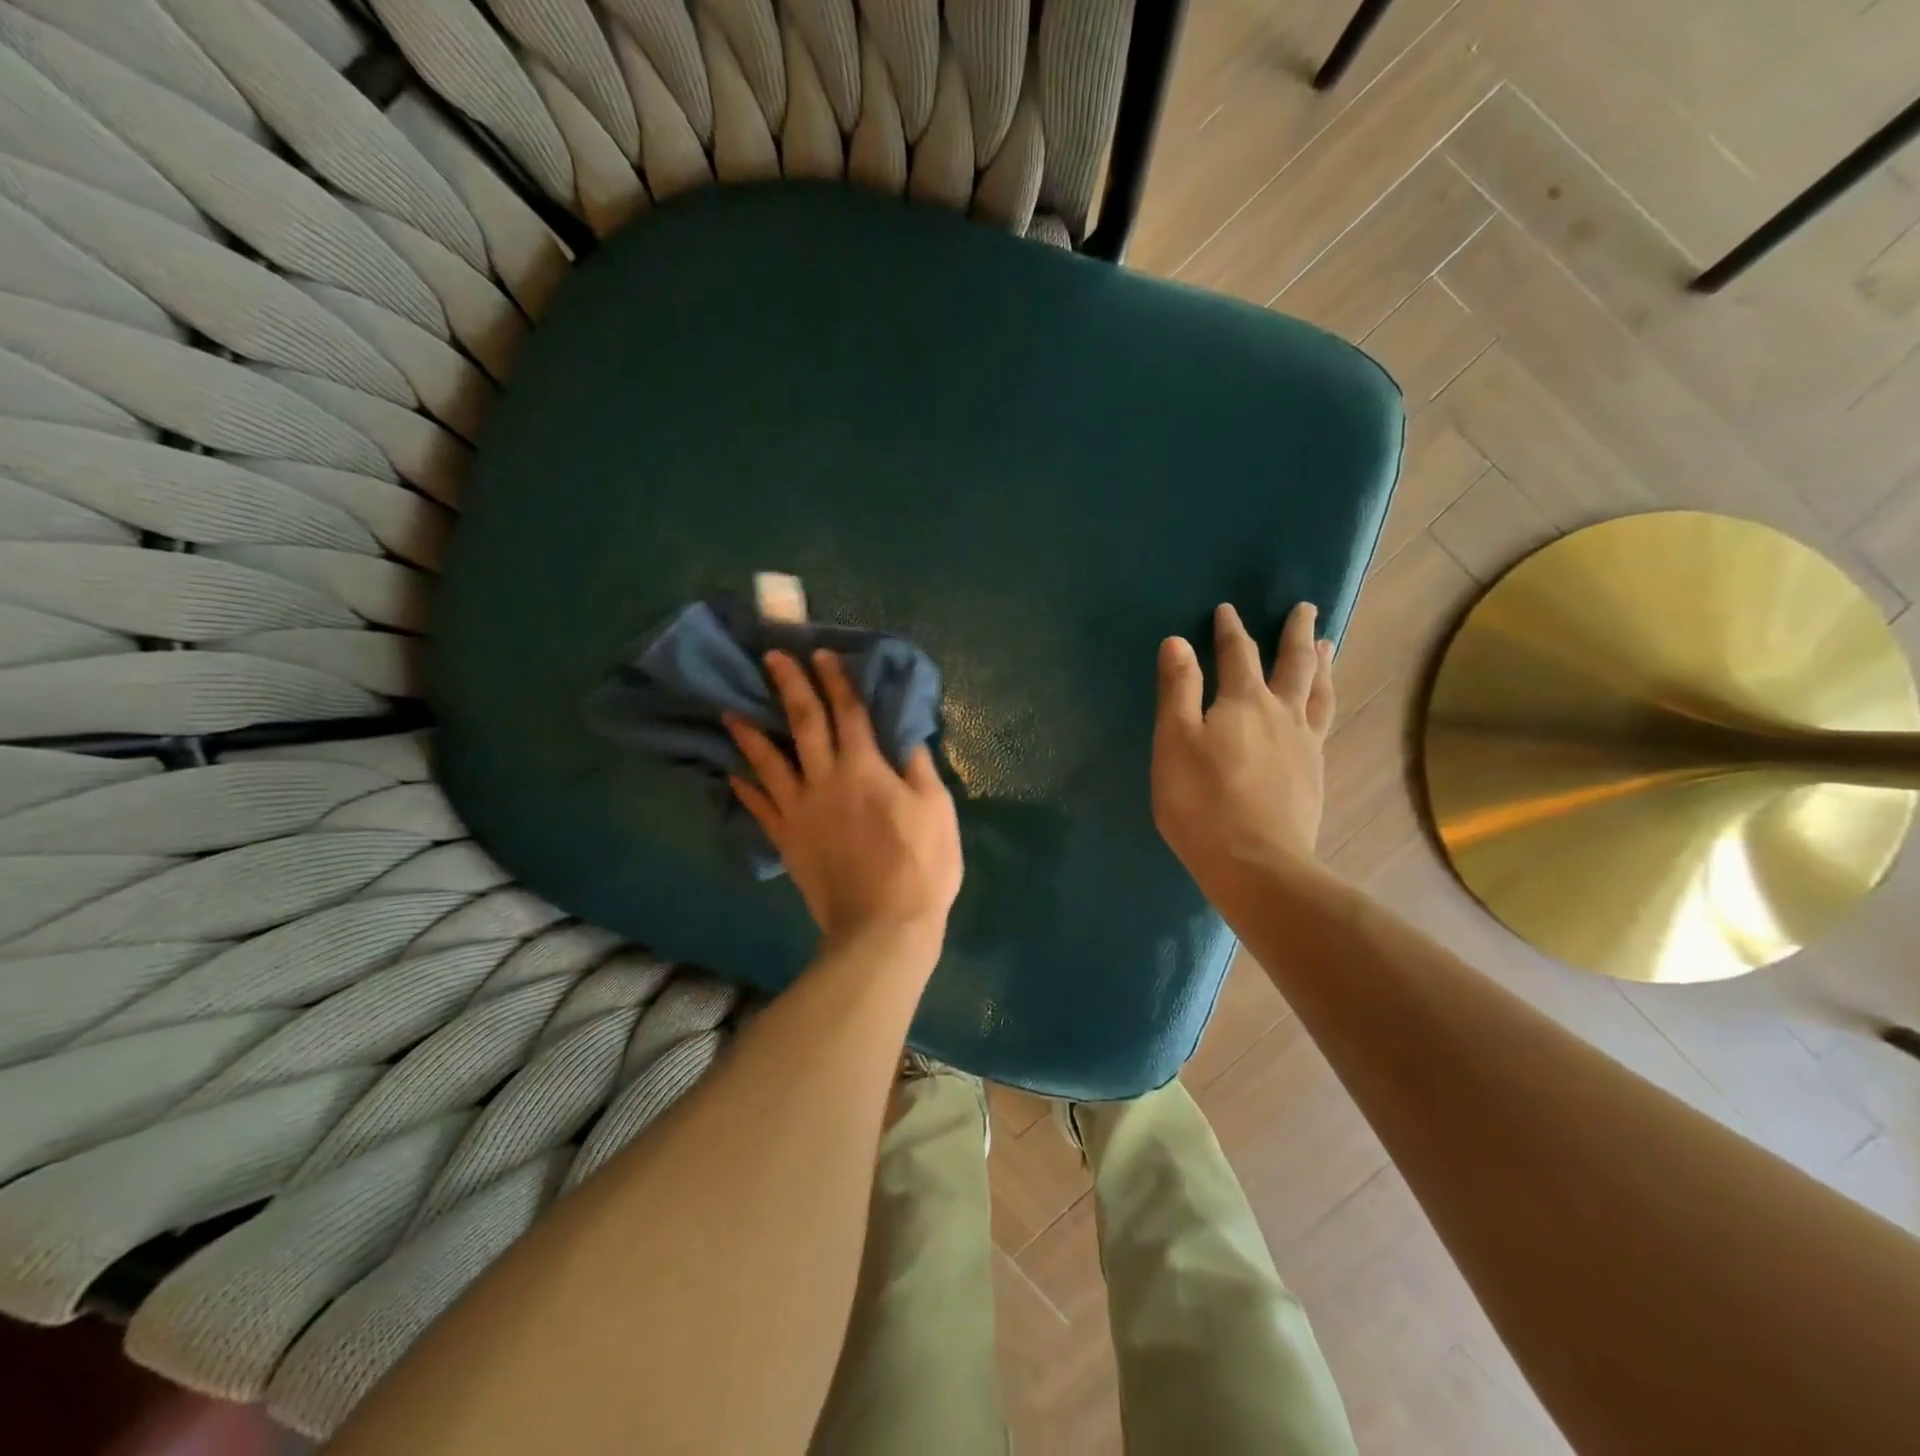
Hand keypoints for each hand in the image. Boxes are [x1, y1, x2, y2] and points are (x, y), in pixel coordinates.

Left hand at [726, 650, 961, 959]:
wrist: (882, 926)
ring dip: (750, 732)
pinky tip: (731, 773)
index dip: (836, 680)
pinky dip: (744, 788)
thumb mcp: (937, 809)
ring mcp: (800, 811)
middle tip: (770, 658)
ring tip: (729, 709)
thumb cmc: (921, 865)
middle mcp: (825, 780)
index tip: (821, 653)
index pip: (849, 712)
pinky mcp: (787, 840)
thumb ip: (919, 766)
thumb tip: (907, 733)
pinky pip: (759, 808)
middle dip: (788, 687)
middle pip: (803, 724)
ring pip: (769, 762)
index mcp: (865, 768)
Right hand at [1152, 602, 1334, 898]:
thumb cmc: (1202, 801)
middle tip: (1307, 609)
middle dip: (1296, 634)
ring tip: (1328, 646)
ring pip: (1319, 692)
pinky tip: (1320, 709)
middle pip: (1294, 665)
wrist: (1256, 863)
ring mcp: (1304, 745)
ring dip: (1321, 665)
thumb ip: (1178, 689)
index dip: (1231, 630)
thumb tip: (1178, 641)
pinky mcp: (1313, 774)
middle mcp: (1282, 714)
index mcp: (1244, 702)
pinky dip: (1325, 702)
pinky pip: (1323, 723)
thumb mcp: (1175, 741)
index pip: (1238, 654)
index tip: (1227, 610)